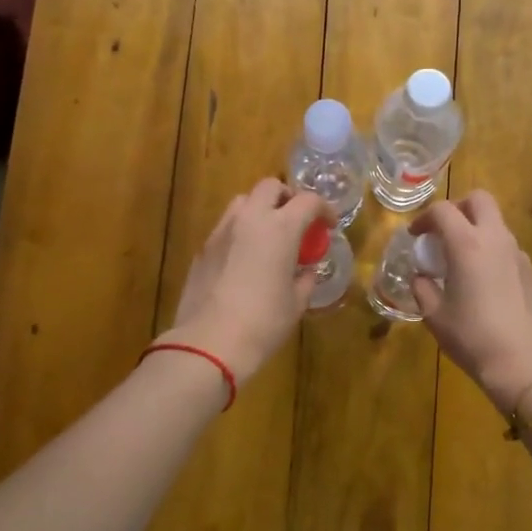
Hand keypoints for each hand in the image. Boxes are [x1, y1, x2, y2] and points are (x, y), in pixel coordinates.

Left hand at [158, 178, 328, 385]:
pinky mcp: (203, 249)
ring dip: (260, 210)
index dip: (324, 209)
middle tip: (297, 221)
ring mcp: (221, 232)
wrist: (209, 343)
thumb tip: (306, 270)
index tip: (328, 225)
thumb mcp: (296, 303)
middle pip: (270, 187)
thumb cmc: (263, 323)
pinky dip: (241, 231)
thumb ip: (305, 279)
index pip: (308, 201)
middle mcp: (249, 220)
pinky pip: (226, 227)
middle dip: (288, 198)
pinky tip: (246, 259)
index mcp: (280, 229)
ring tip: (269, 236)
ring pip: (243, 202)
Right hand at [410, 191, 531, 412]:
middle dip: (457, 207)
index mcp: (467, 245)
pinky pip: (507, 246)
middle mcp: (496, 240)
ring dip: (475, 229)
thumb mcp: (435, 316)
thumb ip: (423, 288)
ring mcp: (518, 254)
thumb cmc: (472, 337)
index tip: (415, 236)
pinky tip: (481, 280)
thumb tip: (421, 277)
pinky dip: (490, 249)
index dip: (424, 218)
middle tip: (442, 232)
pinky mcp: (531, 271)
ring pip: (496, 222)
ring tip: (459, 259)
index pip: (443, 211)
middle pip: (479, 200)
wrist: (524, 364)